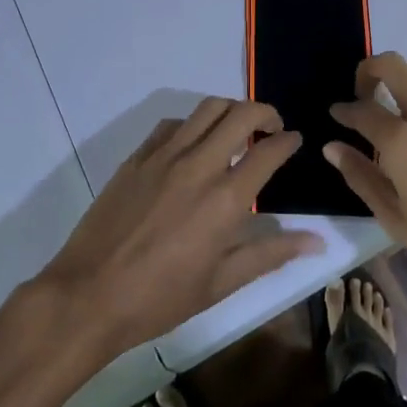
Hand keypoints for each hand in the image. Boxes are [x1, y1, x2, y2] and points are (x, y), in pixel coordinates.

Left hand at [38, 99, 324, 361]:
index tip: (295, 140)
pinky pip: (173, 123)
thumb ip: (271, 253)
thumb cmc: (160, 299)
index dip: (289, 140)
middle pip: (242, 113)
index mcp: (226, 199)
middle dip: (266, 112)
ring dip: (231, 110)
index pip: (269, 151)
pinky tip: (193, 144)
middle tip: (272, 127)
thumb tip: (317, 241)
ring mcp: (165, 156)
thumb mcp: (221, 284)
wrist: (88, 297)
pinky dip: (192, 124)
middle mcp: (199, 165)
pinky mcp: (138, 157)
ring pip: (208, 108)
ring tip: (236, 128)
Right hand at [327, 51, 406, 295]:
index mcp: (402, 143)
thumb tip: (332, 146)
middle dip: (369, 70)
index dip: (344, 110)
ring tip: (406, 95)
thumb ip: (361, 176)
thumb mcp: (395, 219)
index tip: (338, 114)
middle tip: (366, 91)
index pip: (362, 109)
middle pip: (393, 64)